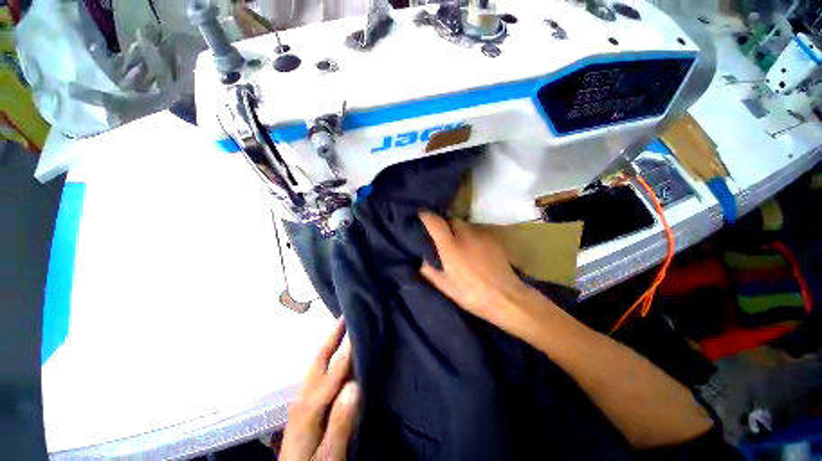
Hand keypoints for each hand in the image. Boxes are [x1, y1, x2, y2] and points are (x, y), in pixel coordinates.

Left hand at [280, 319, 359, 460]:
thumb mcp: (329, 456)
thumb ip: (340, 423)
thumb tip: (354, 385)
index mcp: (309, 409)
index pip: (332, 372)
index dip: (347, 349)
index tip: (359, 326)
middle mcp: (303, 397)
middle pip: (318, 360)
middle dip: (332, 336)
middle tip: (346, 314)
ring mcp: (302, 399)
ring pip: (315, 363)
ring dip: (328, 342)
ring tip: (341, 326)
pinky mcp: (304, 403)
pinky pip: (316, 371)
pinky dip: (325, 355)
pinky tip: (333, 351)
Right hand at [419, 212, 546, 333]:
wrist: (506, 297)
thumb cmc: (472, 294)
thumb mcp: (445, 286)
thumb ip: (429, 271)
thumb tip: (421, 260)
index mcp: (450, 246)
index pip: (434, 221)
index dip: (425, 215)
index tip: (421, 215)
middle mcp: (465, 234)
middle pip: (451, 219)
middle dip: (444, 224)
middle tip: (442, 236)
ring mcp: (481, 235)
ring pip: (465, 225)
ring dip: (458, 231)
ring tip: (459, 245)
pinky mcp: (493, 238)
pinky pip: (477, 232)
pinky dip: (471, 236)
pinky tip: (474, 250)